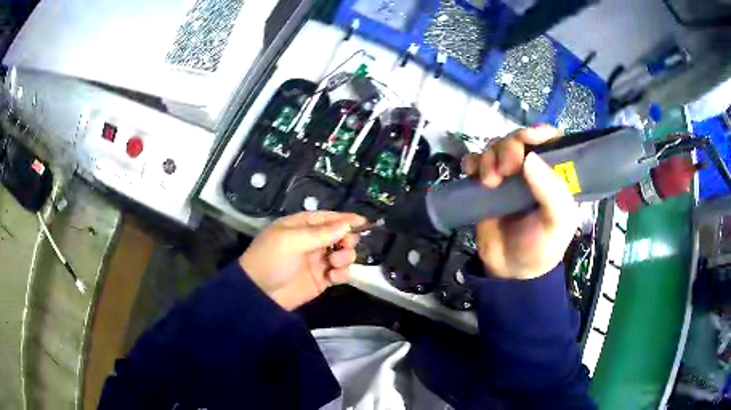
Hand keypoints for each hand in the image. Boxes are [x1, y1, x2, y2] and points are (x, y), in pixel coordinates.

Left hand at [239, 211, 366, 309]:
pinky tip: (334, 276)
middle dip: (347, 238)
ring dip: (345, 256)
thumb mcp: (290, 240)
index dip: (345, 219)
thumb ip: (320, 233)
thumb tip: (347, 225)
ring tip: (335, 263)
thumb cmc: (270, 259)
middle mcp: (311, 241)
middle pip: (339, 235)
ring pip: (343, 253)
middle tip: (345, 245)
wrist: (259, 294)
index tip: (363, 222)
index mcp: (301, 226)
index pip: (327, 218)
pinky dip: (342, 273)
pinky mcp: (322, 279)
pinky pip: (340, 273)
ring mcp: (317, 261)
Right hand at [463, 126, 577, 279]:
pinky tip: (472, 174)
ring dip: (489, 157)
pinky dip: (472, 162)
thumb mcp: (557, 223)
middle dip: (509, 147)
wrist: (510, 270)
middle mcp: (532, 169)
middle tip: (506, 170)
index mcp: (555, 174)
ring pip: (495, 146)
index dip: (539, 133)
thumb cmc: (541, 247)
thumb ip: (552, 192)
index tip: (527, 139)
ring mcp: (507, 176)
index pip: (551, 139)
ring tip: (489, 182)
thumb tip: (529, 158)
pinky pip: (475, 161)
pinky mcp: (485, 184)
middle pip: (518, 139)